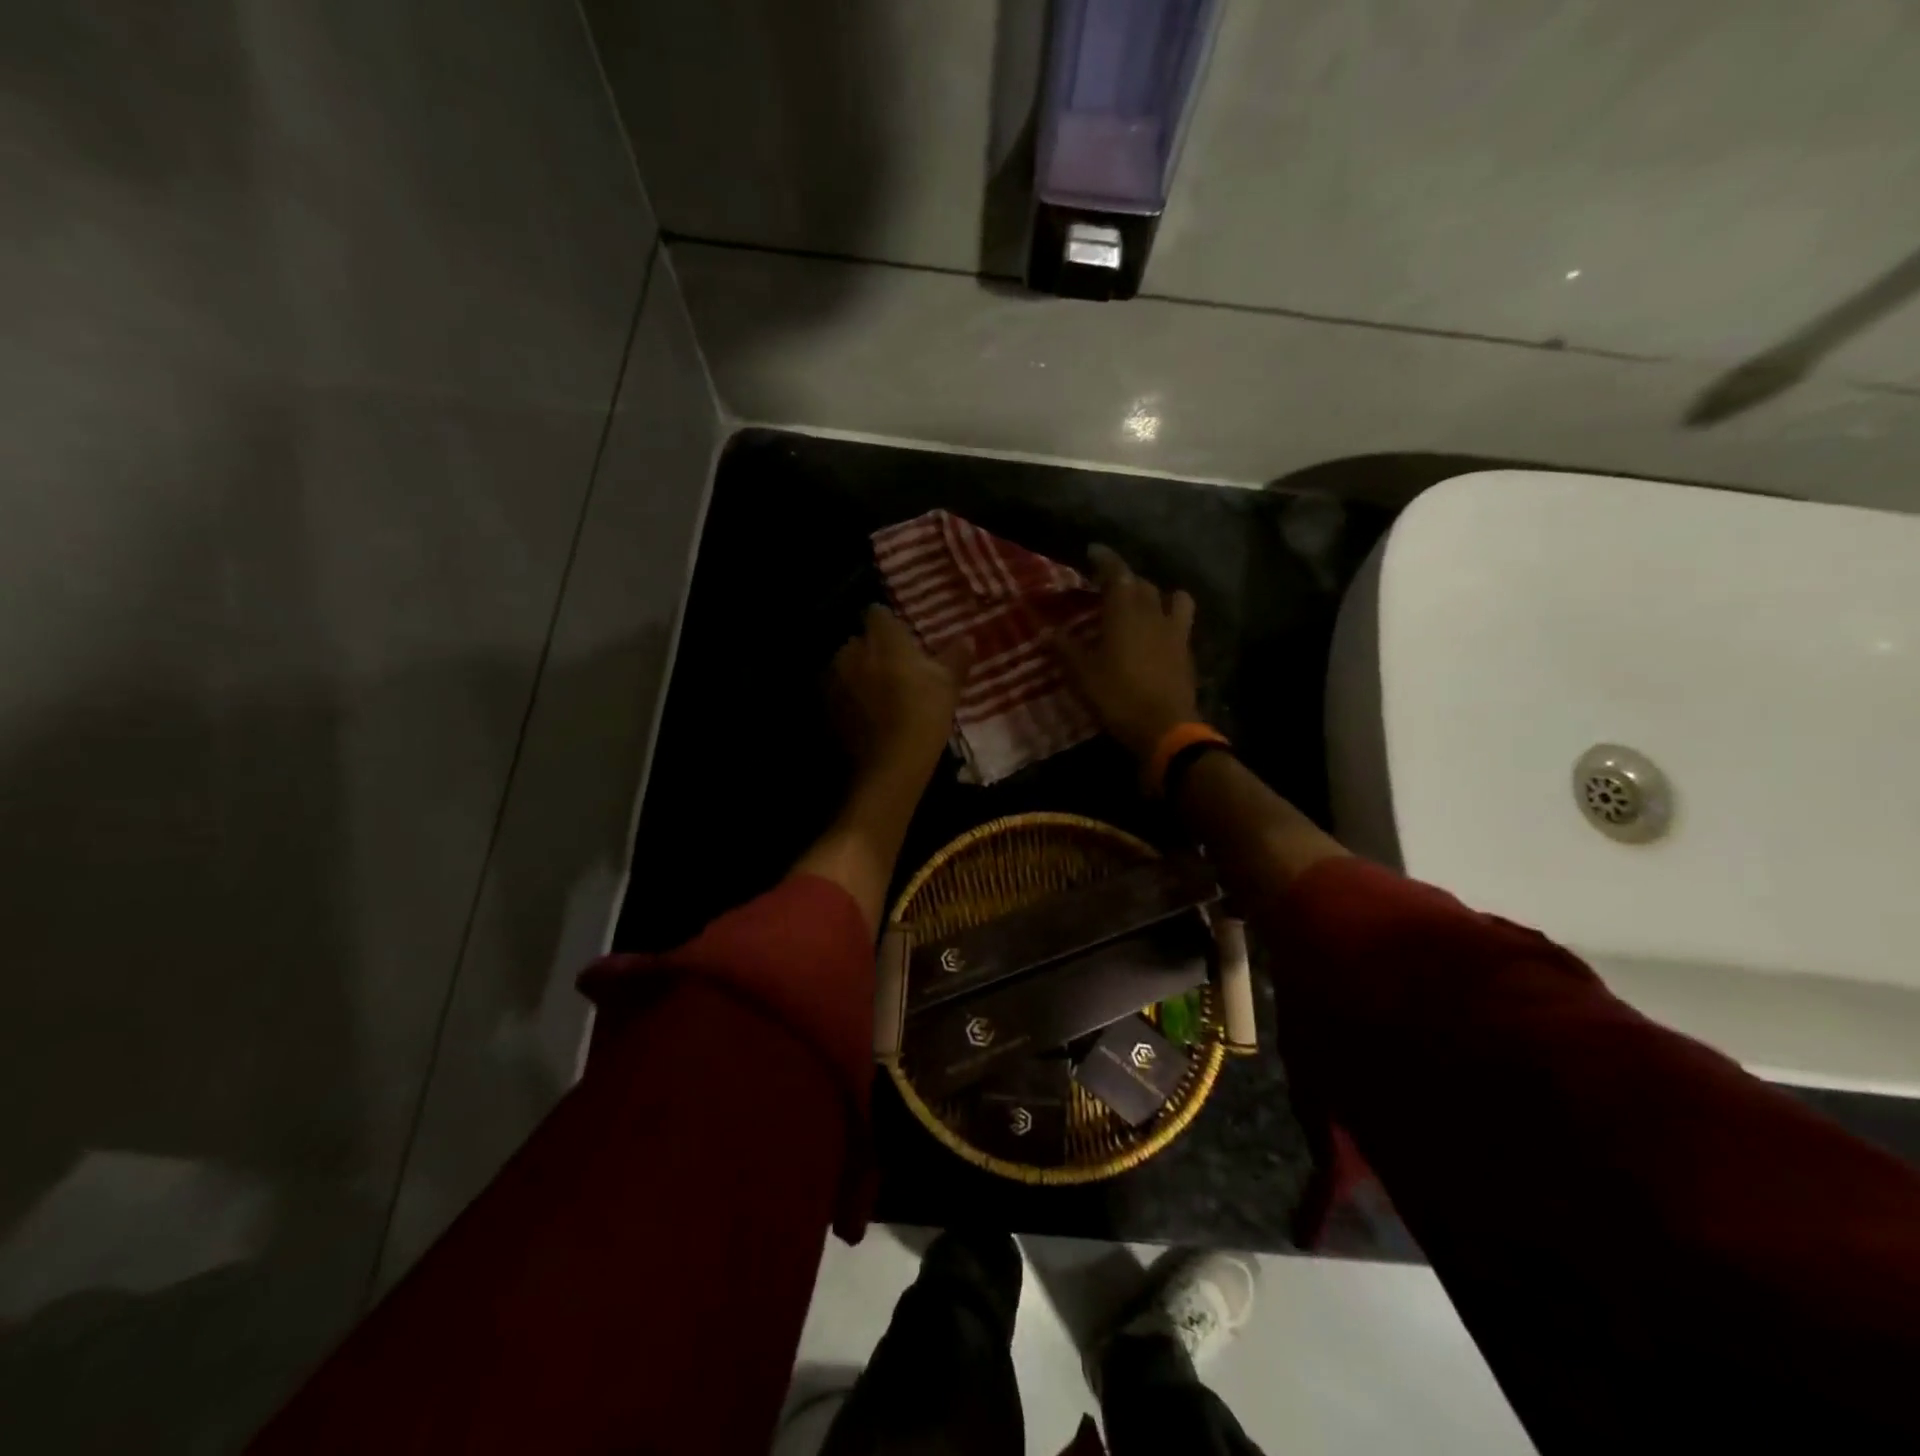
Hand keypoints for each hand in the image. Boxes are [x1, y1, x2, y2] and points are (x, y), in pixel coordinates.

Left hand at [828, 604, 971, 786]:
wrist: (890, 763)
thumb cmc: (923, 713)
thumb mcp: (948, 684)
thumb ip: (956, 657)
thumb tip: (968, 638)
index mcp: (881, 637)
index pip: (878, 613)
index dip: (890, 625)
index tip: (903, 639)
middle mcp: (851, 650)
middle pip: (860, 641)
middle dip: (873, 651)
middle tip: (895, 670)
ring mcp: (833, 679)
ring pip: (846, 667)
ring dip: (858, 675)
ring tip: (878, 696)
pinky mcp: (825, 707)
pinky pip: (838, 694)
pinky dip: (849, 699)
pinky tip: (865, 716)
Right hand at [1056, 544, 1199, 760]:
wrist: (1165, 727)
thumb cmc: (1117, 697)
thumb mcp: (1082, 675)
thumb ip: (1065, 649)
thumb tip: (1046, 631)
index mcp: (1125, 612)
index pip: (1116, 573)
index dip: (1105, 559)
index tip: (1093, 550)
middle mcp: (1153, 613)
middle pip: (1142, 584)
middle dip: (1125, 580)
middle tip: (1108, 587)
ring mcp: (1175, 631)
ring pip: (1171, 597)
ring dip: (1156, 595)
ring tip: (1144, 604)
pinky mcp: (1186, 651)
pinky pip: (1180, 623)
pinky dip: (1168, 619)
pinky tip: (1157, 633)